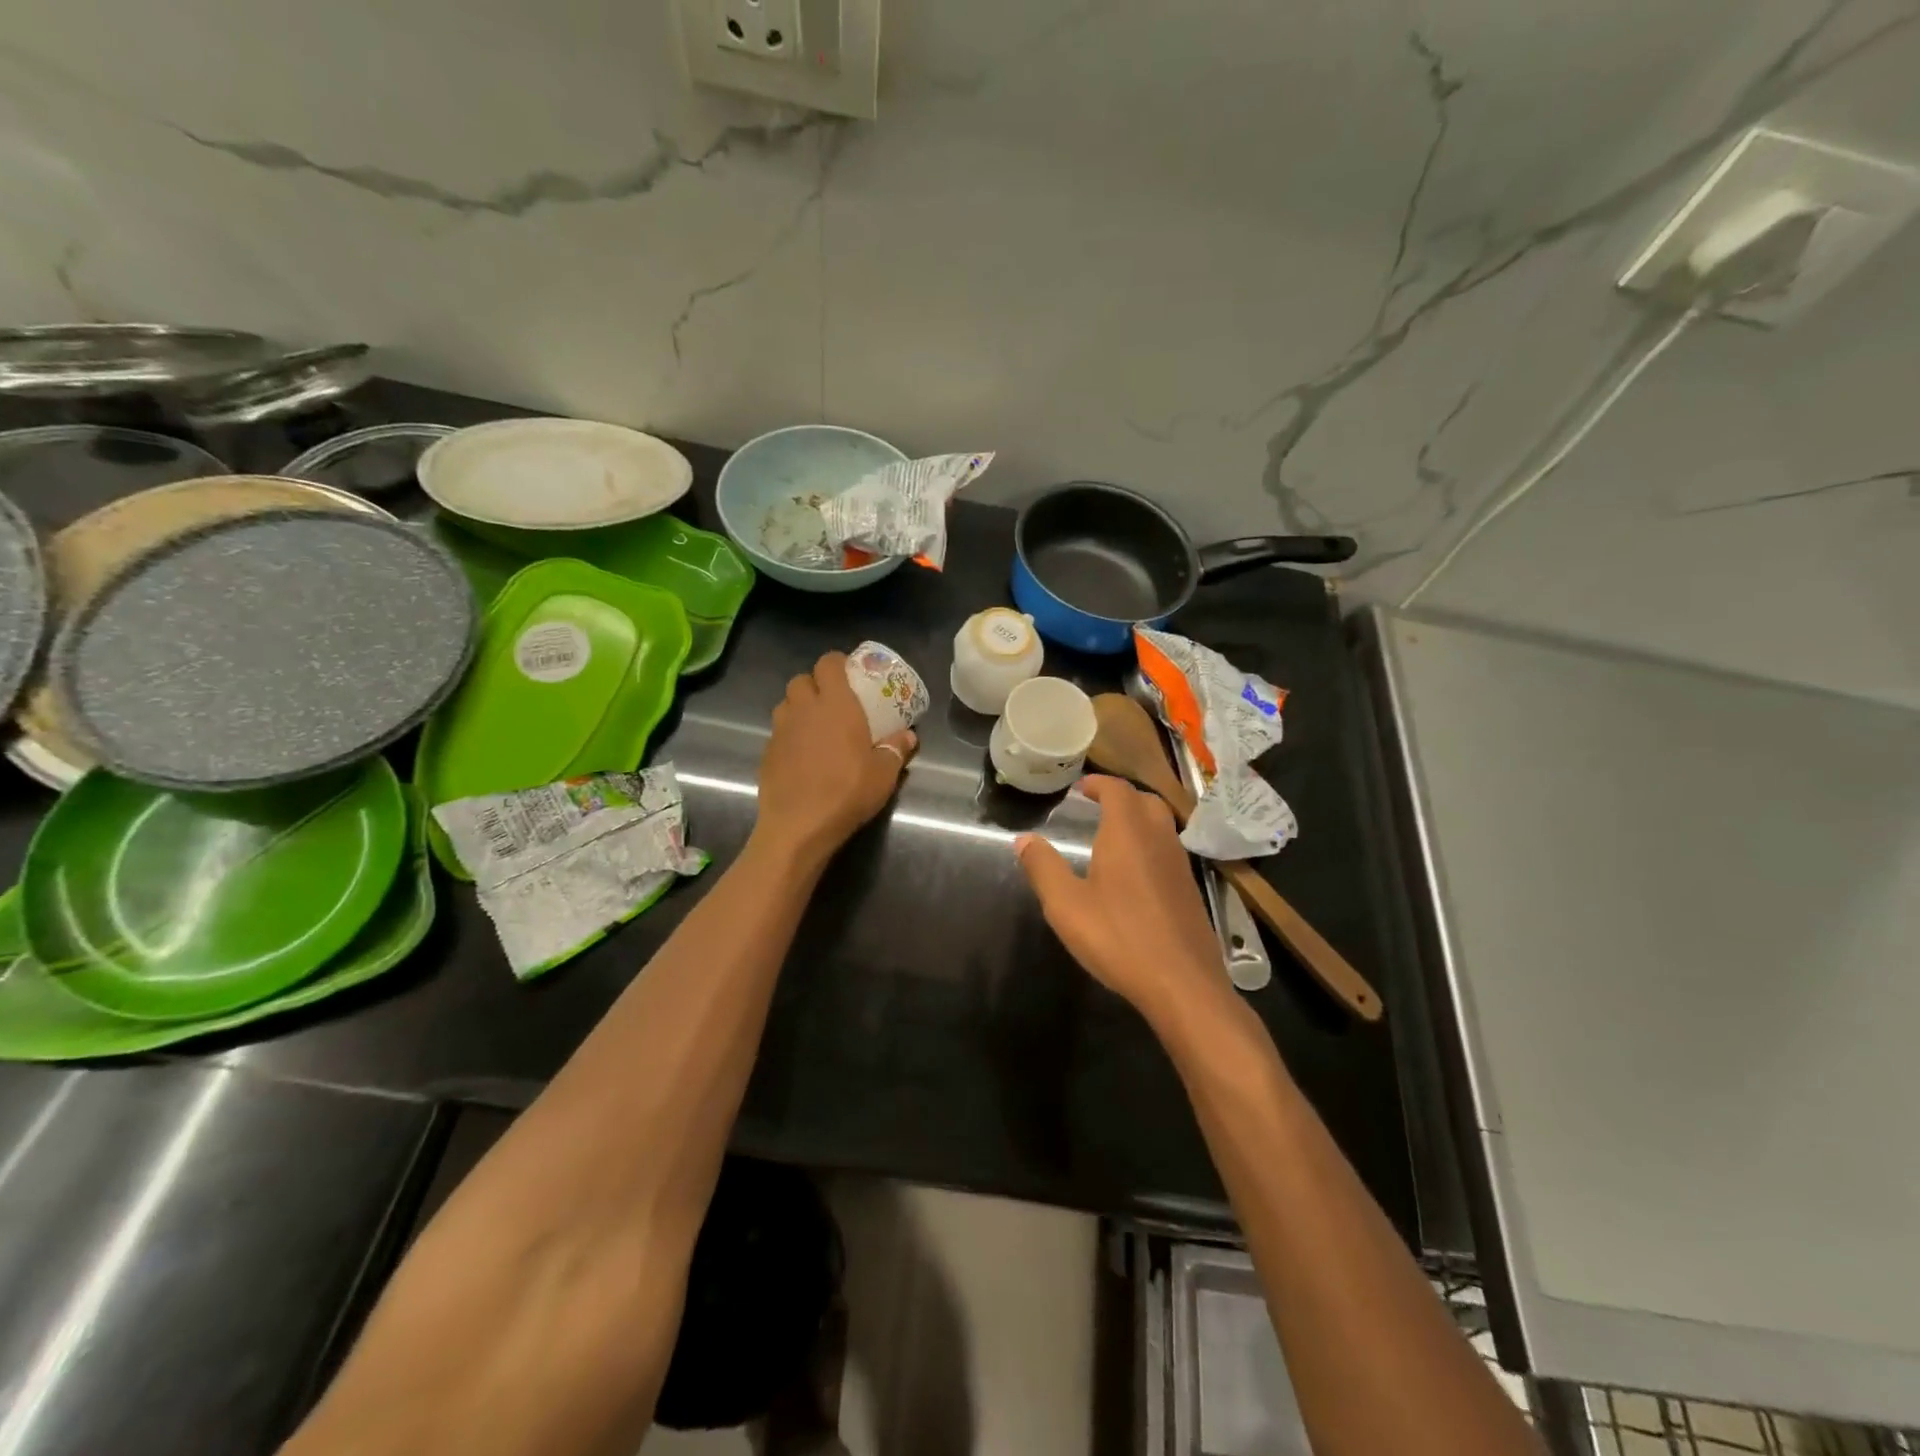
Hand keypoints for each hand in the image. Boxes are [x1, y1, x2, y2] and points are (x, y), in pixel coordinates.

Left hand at [754, 652, 916, 864]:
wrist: (799, 826)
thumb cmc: (847, 792)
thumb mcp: (884, 774)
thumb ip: (897, 750)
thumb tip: (910, 736)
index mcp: (835, 704)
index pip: (828, 664)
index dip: (838, 663)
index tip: (850, 673)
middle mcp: (803, 709)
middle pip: (802, 679)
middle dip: (815, 684)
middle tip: (833, 702)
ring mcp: (780, 730)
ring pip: (786, 704)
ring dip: (799, 708)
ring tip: (816, 727)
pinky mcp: (766, 753)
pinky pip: (778, 732)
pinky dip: (790, 735)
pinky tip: (803, 755)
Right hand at [1016, 776, 1222, 1014]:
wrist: (1182, 983)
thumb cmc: (1119, 938)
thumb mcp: (1066, 905)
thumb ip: (1043, 868)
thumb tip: (1024, 839)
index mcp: (1127, 833)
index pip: (1117, 790)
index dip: (1099, 783)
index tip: (1081, 788)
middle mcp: (1158, 839)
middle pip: (1145, 801)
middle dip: (1121, 797)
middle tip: (1097, 806)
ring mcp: (1180, 865)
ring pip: (1162, 825)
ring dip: (1139, 819)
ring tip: (1113, 836)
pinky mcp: (1189, 890)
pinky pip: (1169, 850)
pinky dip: (1150, 844)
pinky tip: (1134, 874)